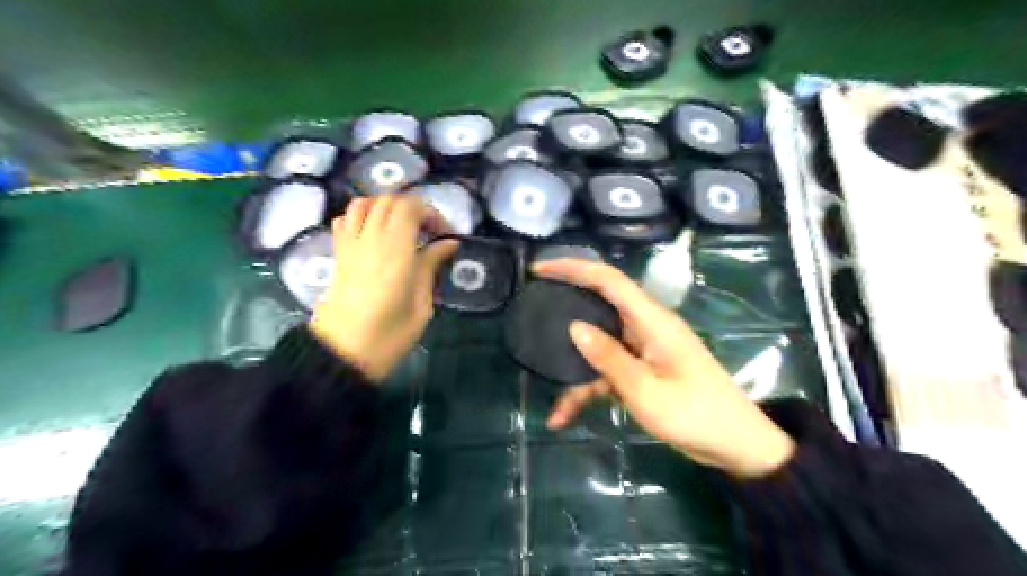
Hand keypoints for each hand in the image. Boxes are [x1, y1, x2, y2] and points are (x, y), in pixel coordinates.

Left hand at [308, 194, 456, 381]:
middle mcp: (370, 239)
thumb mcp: (421, 304)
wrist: (342, 352)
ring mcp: (350, 244)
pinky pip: (345, 219)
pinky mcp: (338, 254)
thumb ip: (431, 266)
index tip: (444, 234)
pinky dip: (361, 216)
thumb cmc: (389, 334)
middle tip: (429, 231)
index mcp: (395, 251)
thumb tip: (448, 243)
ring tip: (402, 227)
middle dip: (413, 208)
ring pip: (364, 203)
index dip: (431, 213)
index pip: (410, 207)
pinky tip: (374, 234)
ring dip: (386, 207)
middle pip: (389, 200)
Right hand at [533, 258, 795, 479]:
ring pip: (598, 346)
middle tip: (533, 314)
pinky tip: (564, 416)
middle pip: (599, 306)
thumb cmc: (695, 414)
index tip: (540, 270)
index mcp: (651, 321)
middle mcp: (645, 327)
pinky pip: (607, 370)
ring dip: (575, 371)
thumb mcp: (645, 390)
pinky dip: (588, 389)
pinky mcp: (642, 369)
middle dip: (567, 310)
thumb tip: (573, 326)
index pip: (609, 280)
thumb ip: (608, 357)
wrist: (736, 445)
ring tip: (551, 397)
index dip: (574, 268)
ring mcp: (643, 349)